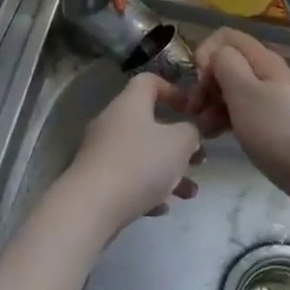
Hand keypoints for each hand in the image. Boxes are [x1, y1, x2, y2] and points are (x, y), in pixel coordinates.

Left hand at [62, 74, 203, 233]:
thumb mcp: (179, 144)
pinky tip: (160, 208)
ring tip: (189, 193)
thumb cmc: (140, 164)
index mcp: (130, 104)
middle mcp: (111, 122)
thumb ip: (191, 132)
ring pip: (140, 155)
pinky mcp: (95, 179)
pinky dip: (145, 189)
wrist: (91, 205)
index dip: (172, 90)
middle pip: (147, 123)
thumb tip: (188, 131)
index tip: (191, 111)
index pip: (148, 81)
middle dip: (176, 143)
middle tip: (198, 159)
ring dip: (167, 171)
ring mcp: (100, 151)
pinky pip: (126, 178)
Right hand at [191, 28, 289, 196]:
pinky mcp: (274, 123)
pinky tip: (217, 136)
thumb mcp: (243, 91)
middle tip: (195, 110)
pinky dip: (226, 119)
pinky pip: (244, 111)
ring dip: (212, 105)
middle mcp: (268, 73)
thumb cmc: (275, 130)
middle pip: (228, 64)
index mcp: (262, 60)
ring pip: (233, 90)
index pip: (226, 37)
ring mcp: (273, 99)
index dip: (206, 52)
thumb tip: (216, 54)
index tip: (199, 80)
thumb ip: (225, 64)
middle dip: (206, 83)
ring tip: (204, 130)